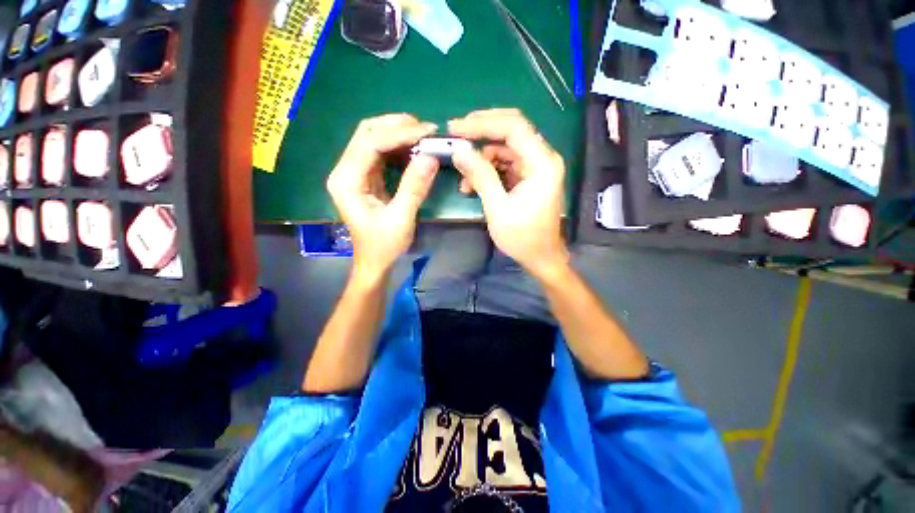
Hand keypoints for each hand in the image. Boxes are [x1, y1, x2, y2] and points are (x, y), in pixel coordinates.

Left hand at [327, 114, 438, 281]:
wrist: (374, 262)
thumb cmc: (384, 246)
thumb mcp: (401, 219)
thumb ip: (414, 187)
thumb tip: (431, 156)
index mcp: (346, 181)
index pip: (369, 143)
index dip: (398, 133)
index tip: (427, 132)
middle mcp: (345, 171)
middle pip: (367, 134)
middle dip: (397, 127)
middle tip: (426, 129)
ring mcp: (354, 173)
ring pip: (373, 140)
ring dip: (398, 134)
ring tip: (424, 136)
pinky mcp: (366, 178)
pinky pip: (381, 154)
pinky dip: (398, 148)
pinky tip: (415, 150)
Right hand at [449, 109, 568, 278]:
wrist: (541, 258)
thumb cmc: (523, 238)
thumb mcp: (498, 209)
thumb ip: (481, 177)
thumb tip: (459, 151)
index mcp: (542, 164)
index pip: (514, 127)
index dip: (482, 123)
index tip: (455, 128)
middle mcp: (543, 159)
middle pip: (511, 130)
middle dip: (481, 132)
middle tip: (455, 136)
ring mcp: (536, 167)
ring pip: (505, 148)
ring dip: (482, 159)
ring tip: (464, 179)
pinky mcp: (528, 177)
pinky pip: (505, 164)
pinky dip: (488, 171)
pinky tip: (473, 186)